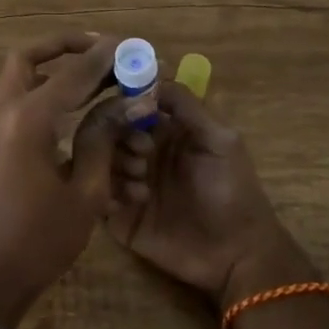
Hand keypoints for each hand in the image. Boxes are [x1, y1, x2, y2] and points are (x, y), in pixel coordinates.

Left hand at [0, 32, 123, 327]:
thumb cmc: (40, 240)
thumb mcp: (85, 193)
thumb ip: (102, 140)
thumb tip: (125, 103)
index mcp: (29, 120)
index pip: (73, 74)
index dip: (104, 57)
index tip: (129, 44)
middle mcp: (4, 112)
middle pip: (28, 58)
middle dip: (63, 46)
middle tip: (99, 49)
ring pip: (9, 75)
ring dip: (41, 64)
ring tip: (77, 70)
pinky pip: (2, 98)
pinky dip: (26, 88)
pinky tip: (55, 105)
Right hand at [107, 81, 307, 309]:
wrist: (235, 254)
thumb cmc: (232, 191)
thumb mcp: (220, 139)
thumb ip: (186, 104)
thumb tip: (150, 74)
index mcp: (164, 130)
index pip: (130, 102)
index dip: (125, 100)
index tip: (130, 107)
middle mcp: (141, 151)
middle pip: (107, 127)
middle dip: (119, 133)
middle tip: (143, 152)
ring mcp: (126, 182)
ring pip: (97, 157)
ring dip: (118, 163)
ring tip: (142, 183)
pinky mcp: (116, 214)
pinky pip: (94, 192)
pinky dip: (109, 191)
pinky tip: (137, 201)